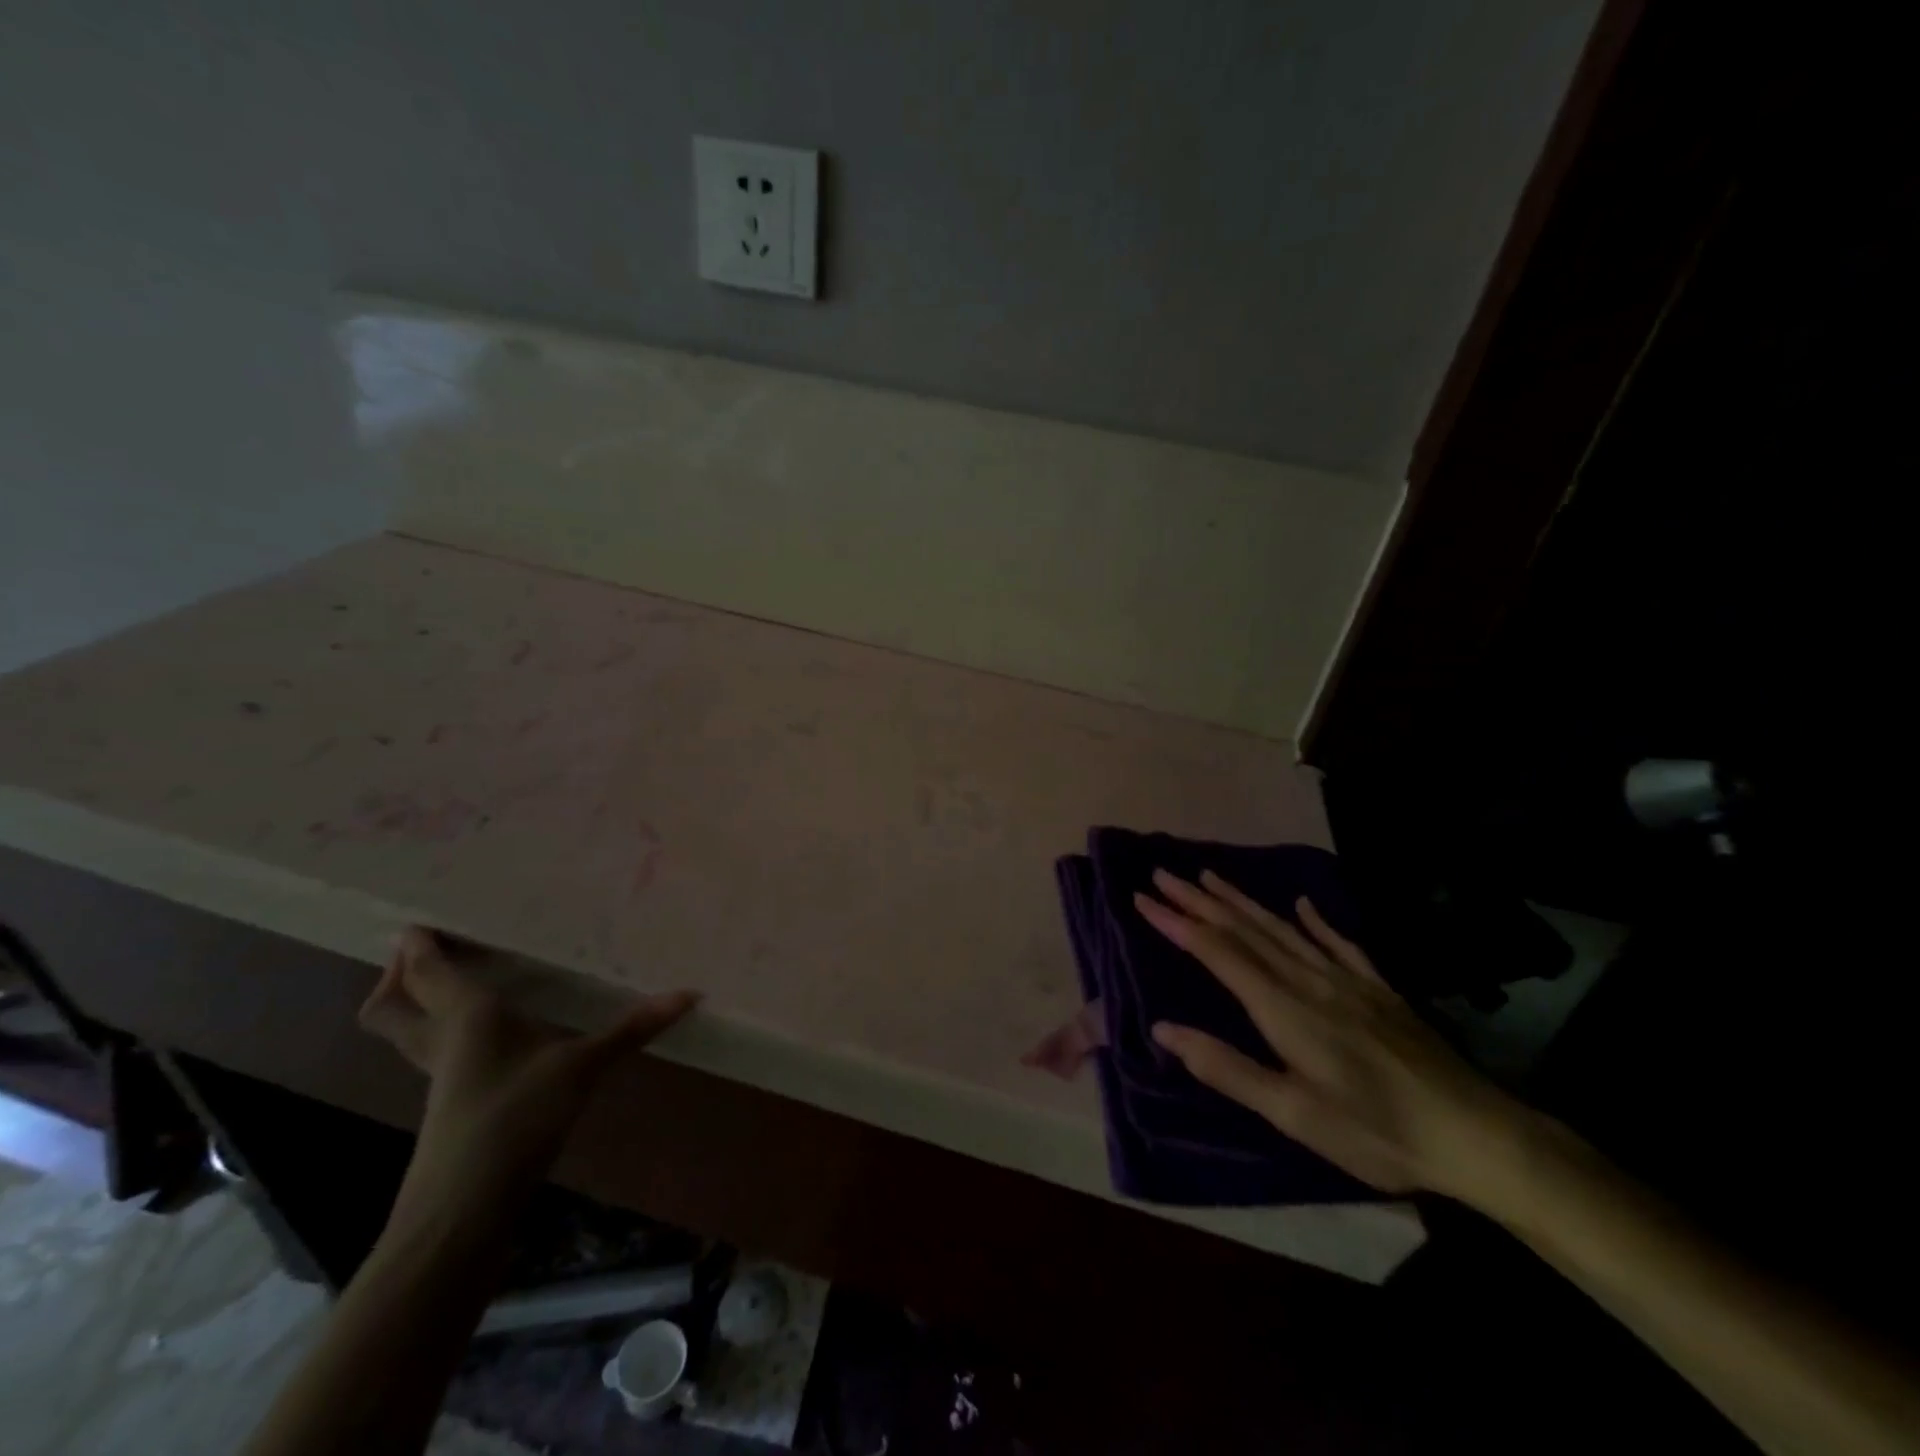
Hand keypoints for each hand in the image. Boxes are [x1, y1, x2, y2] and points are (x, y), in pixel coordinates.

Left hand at [359, 927, 699, 1217]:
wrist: (463, 1210)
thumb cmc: (515, 1119)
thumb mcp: (582, 1068)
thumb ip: (632, 1029)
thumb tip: (690, 994)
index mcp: (465, 1016)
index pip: (427, 972)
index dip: (417, 945)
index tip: (420, 918)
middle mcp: (442, 1039)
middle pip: (388, 1006)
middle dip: (397, 977)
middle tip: (426, 951)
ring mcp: (441, 1076)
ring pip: (407, 1031)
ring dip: (416, 1004)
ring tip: (455, 982)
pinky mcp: (451, 1102)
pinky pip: (433, 1051)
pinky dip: (445, 1031)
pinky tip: (488, 1034)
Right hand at [1136, 870, 1530, 1201]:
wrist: (1477, 1136)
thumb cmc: (1376, 1132)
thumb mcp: (1294, 1115)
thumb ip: (1227, 1068)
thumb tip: (1164, 1028)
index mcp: (1283, 1007)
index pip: (1217, 952)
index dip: (1177, 923)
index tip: (1142, 898)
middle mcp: (1309, 979)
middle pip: (1244, 929)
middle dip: (1198, 900)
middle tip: (1162, 875)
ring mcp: (1347, 979)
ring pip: (1282, 928)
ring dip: (1241, 900)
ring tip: (1209, 875)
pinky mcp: (1379, 989)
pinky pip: (1339, 942)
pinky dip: (1315, 920)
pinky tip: (1303, 904)